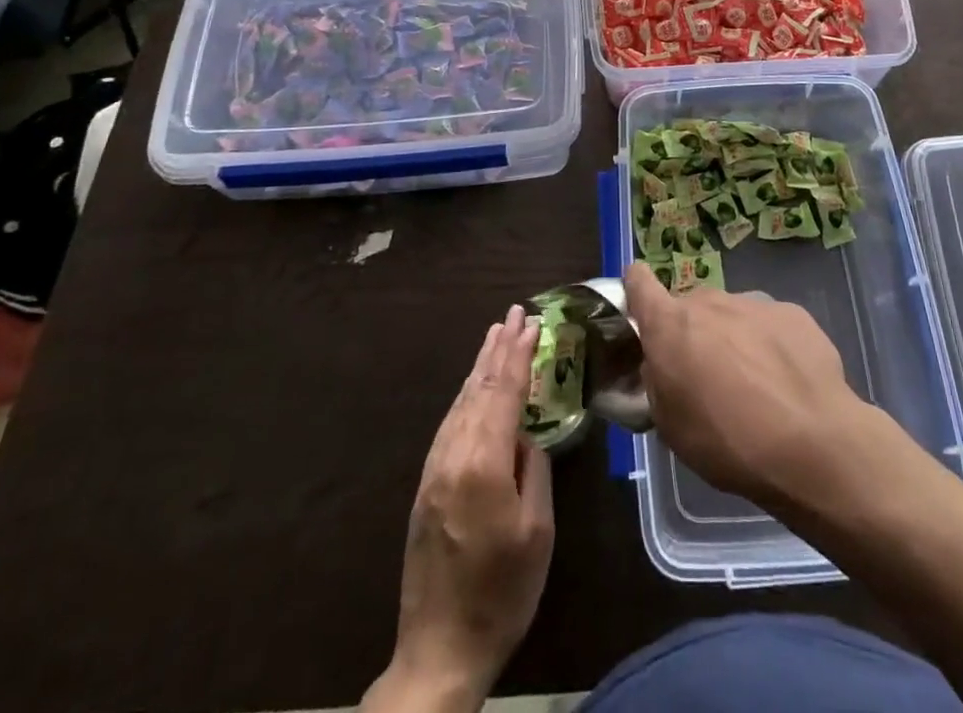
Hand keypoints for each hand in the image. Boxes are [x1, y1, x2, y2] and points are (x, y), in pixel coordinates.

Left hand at [378, 306, 553, 710]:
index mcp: (483, 462)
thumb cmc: (502, 591)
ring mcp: (435, 469)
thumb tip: (525, 434)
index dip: (518, 353)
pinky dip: (466, 396)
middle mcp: (453, 454)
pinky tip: (473, 388)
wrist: (439, 648)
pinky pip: (450, 423)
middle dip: (498, 348)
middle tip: (513, 314)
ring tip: (494, 336)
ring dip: (480, 367)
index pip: (503, 391)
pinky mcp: (426, 485)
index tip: (530, 321)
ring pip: (461, 402)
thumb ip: (533, 469)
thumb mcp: (536, 530)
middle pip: (479, 388)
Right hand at [622, 263, 870, 506]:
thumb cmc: (727, 441)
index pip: (638, 283)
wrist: (811, 443)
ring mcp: (754, 303)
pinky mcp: (793, 313)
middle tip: (706, 376)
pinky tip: (786, 383)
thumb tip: (658, 365)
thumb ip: (656, 382)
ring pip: (732, 315)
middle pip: (691, 307)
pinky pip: (770, 325)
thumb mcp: (670, 426)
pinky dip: (771, 345)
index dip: (636, 290)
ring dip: (734, 339)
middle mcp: (709, 302)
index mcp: (670, 325)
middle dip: (693, 333)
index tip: (640, 310)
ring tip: (754, 387)